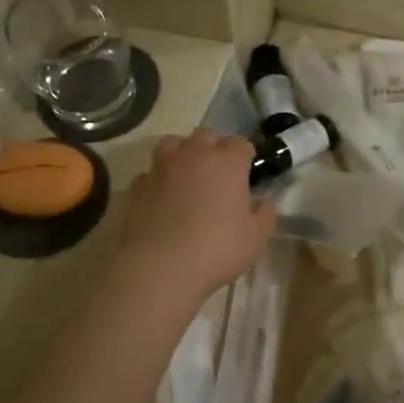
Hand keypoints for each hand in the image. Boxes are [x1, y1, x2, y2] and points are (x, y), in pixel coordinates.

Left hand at [118, 131, 275, 302]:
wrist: (161, 266)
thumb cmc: (218, 248)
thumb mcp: (256, 238)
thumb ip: (265, 214)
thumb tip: (264, 202)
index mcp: (228, 162)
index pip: (240, 143)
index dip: (244, 156)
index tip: (247, 172)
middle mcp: (194, 155)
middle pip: (206, 135)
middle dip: (214, 148)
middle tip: (218, 173)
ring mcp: (162, 168)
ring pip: (172, 144)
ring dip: (182, 153)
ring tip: (187, 175)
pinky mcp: (138, 186)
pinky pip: (150, 172)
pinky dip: (158, 179)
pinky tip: (162, 197)